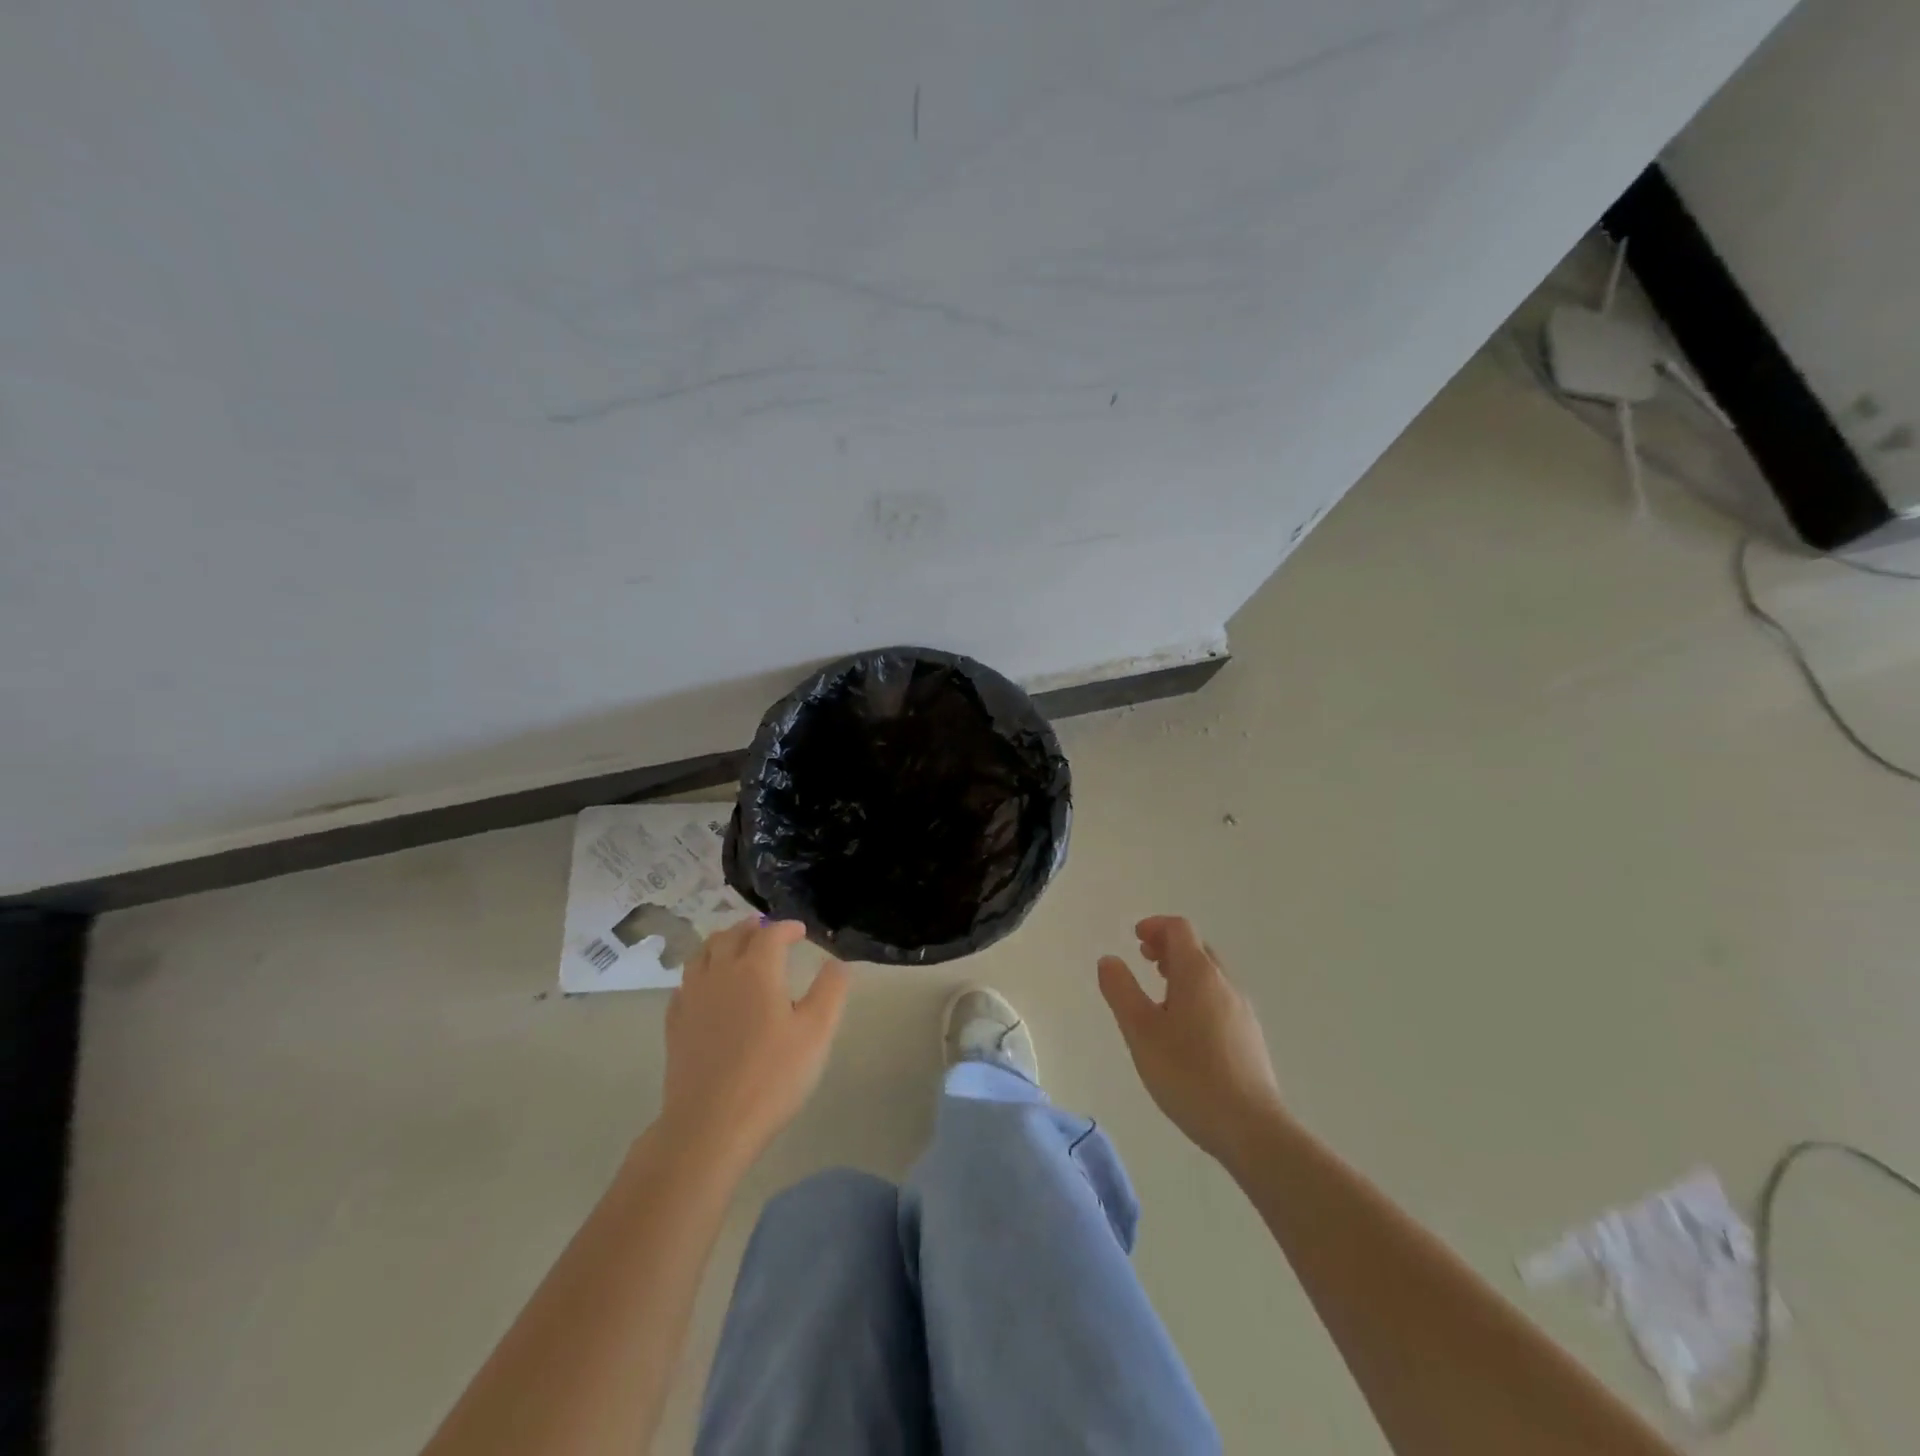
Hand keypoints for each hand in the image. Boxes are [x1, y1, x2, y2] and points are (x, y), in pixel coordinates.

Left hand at [661, 920, 849, 1162]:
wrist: (709, 1126)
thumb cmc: (771, 1076)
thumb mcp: (816, 1033)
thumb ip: (830, 991)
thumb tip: (837, 962)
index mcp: (756, 970)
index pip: (770, 933)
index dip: (786, 927)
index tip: (800, 932)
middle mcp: (720, 974)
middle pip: (731, 936)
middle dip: (751, 928)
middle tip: (766, 931)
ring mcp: (692, 999)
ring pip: (702, 954)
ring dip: (721, 943)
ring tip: (734, 947)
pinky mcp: (675, 1025)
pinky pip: (685, 984)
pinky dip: (700, 973)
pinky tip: (706, 987)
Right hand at [1098, 916, 1287, 1166]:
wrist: (1251, 1128)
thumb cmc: (1187, 1073)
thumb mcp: (1140, 1031)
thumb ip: (1121, 990)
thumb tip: (1109, 960)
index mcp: (1198, 974)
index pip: (1179, 929)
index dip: (1155, 926)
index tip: (1134, 939)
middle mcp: (1225, 983)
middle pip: (1197, 948)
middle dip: (1168, 947)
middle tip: (1143, 960)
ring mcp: (1242, 1011)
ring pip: (1210, 976)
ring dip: (1182, 972)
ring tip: (1159, 995)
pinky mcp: (1250, 1037)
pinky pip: (1219, 999)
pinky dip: (1197, 994)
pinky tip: (1184, 1029)